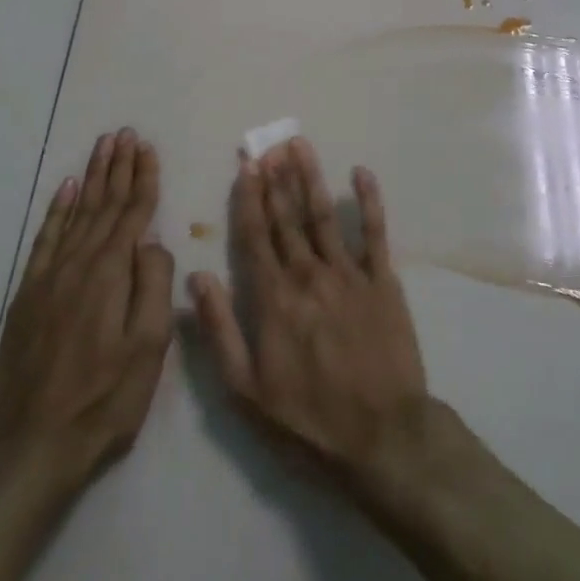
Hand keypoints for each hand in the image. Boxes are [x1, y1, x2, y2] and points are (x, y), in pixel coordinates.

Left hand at [0, 129, 173, 514]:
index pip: (133, 213)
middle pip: (103, 204)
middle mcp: (78, 264)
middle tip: (124, 133)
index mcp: (111, 274)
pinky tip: (66, 190)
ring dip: (91, 177)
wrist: (33, 446)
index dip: (143, 178)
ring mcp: (48, 278)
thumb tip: (154, 240)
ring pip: (75, 213)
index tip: (148, 147)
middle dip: (117, 166)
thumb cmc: (105, 399)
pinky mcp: (28, 296)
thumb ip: (154, 285)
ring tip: (102, 147)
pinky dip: (57, 210)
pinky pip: (45, 239)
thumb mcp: (149, 347)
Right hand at [188, 138, 430, 489]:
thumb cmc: (308, 419)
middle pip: (287, 218)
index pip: (255, 236)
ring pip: (324, 215)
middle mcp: (308, 274)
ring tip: (299, 146)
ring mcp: (349, 274)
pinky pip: (375, 232)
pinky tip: (360, 173)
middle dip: (275, 179)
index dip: (248, 199)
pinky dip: (368, 201)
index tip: (245, 167)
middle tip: (268, 145)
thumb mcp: (246, 389)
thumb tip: (196, 276)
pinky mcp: (384, 280)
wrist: (382, 435)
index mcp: (273, 298)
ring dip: (310, 178)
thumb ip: (220, 329)